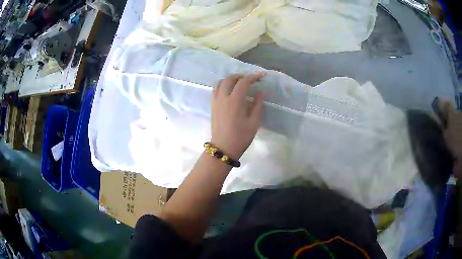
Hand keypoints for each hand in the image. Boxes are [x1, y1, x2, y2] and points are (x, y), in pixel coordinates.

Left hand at [211, 73, 265, 158]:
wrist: (223, 148)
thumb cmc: (240, 137)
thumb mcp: (254, 122)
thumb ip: (258, 105)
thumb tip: (261, 92)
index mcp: (235, 101)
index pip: (244, 82)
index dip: (253, 77)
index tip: (262, 76)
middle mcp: (223, 97)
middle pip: (230, 79)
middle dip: (241, 76)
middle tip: (251, 79)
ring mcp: (216, 101)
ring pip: (221, 82)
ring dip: (231, 79)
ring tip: (240, 82)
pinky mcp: (212, 105)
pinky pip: (216, 89)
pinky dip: (223, 84)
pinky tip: (230, 90)